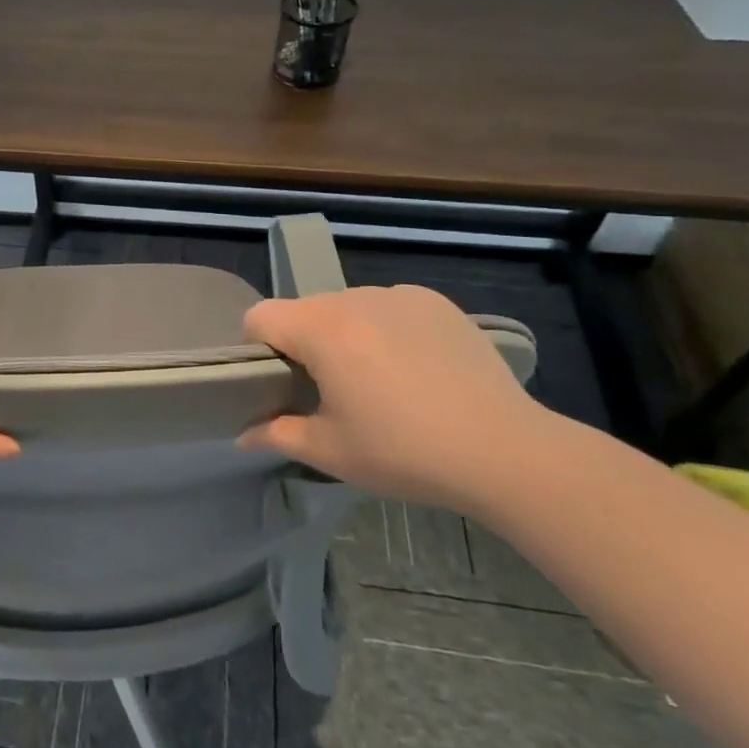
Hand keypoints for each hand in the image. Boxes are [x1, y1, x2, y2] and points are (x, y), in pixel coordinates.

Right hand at [238, 286, 557, 513]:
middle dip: (302, 343)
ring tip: (376, 381)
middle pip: (304, 310)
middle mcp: (355, 299)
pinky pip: (389, 307)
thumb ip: (277, 434)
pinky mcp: (437, 303)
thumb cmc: (403, 452)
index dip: (256, 348)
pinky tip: (413, 369)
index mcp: (321, 329)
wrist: (504, 451)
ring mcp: (400, 295)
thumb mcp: (330, 451)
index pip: (260, 316)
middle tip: (327, 390)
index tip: (277, 384)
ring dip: (345, 335)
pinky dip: (386, 329)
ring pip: (347, 307)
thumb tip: (244, 435)